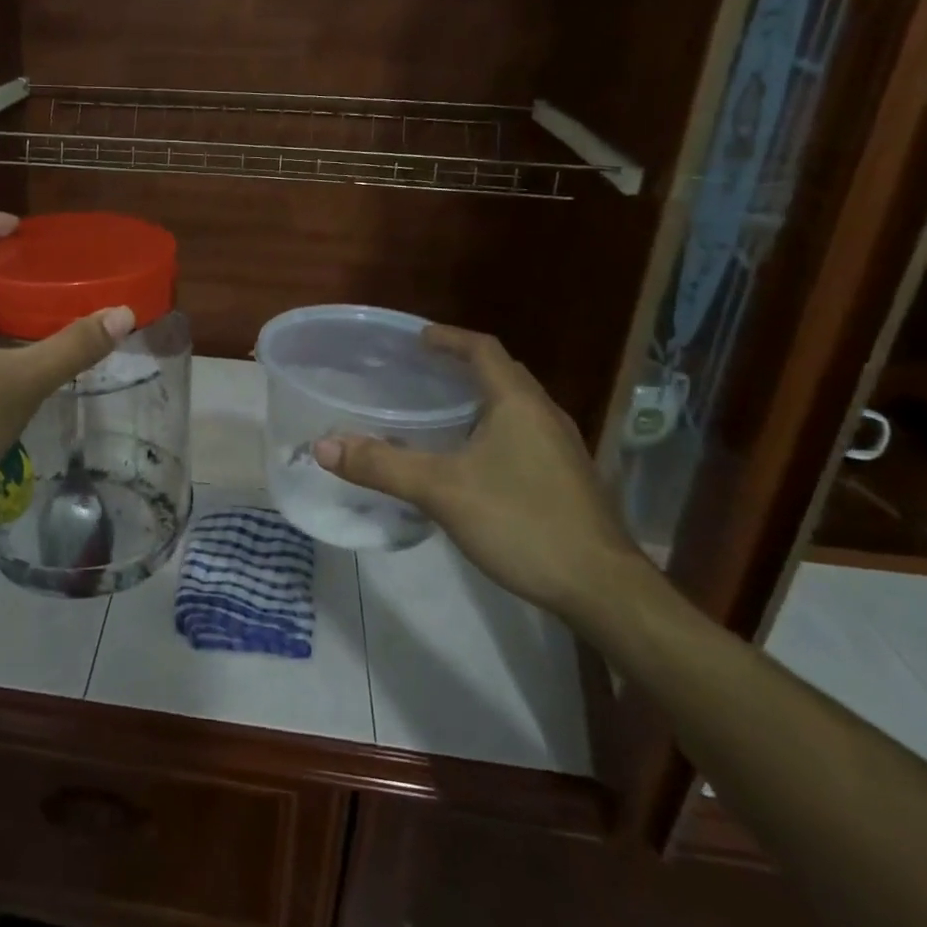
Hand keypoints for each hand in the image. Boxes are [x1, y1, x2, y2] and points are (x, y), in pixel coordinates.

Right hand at [314, 326, 643, 622]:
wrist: (602, 589)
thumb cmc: (522, 523)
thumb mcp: (441, 491)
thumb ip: (382, 465)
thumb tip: (324, 445)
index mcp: (518, 403)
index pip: (483, 349)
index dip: (448, 338)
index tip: (416, 339)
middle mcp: (544, 415)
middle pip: (501, 374)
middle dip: (460, 367)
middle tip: (419, 372)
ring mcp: (560, 448)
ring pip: (513, 407)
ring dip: (477, 399)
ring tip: (436, 411)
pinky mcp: (565, 478)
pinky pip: (521, 434)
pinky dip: (490, 429)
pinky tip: (469, 459)